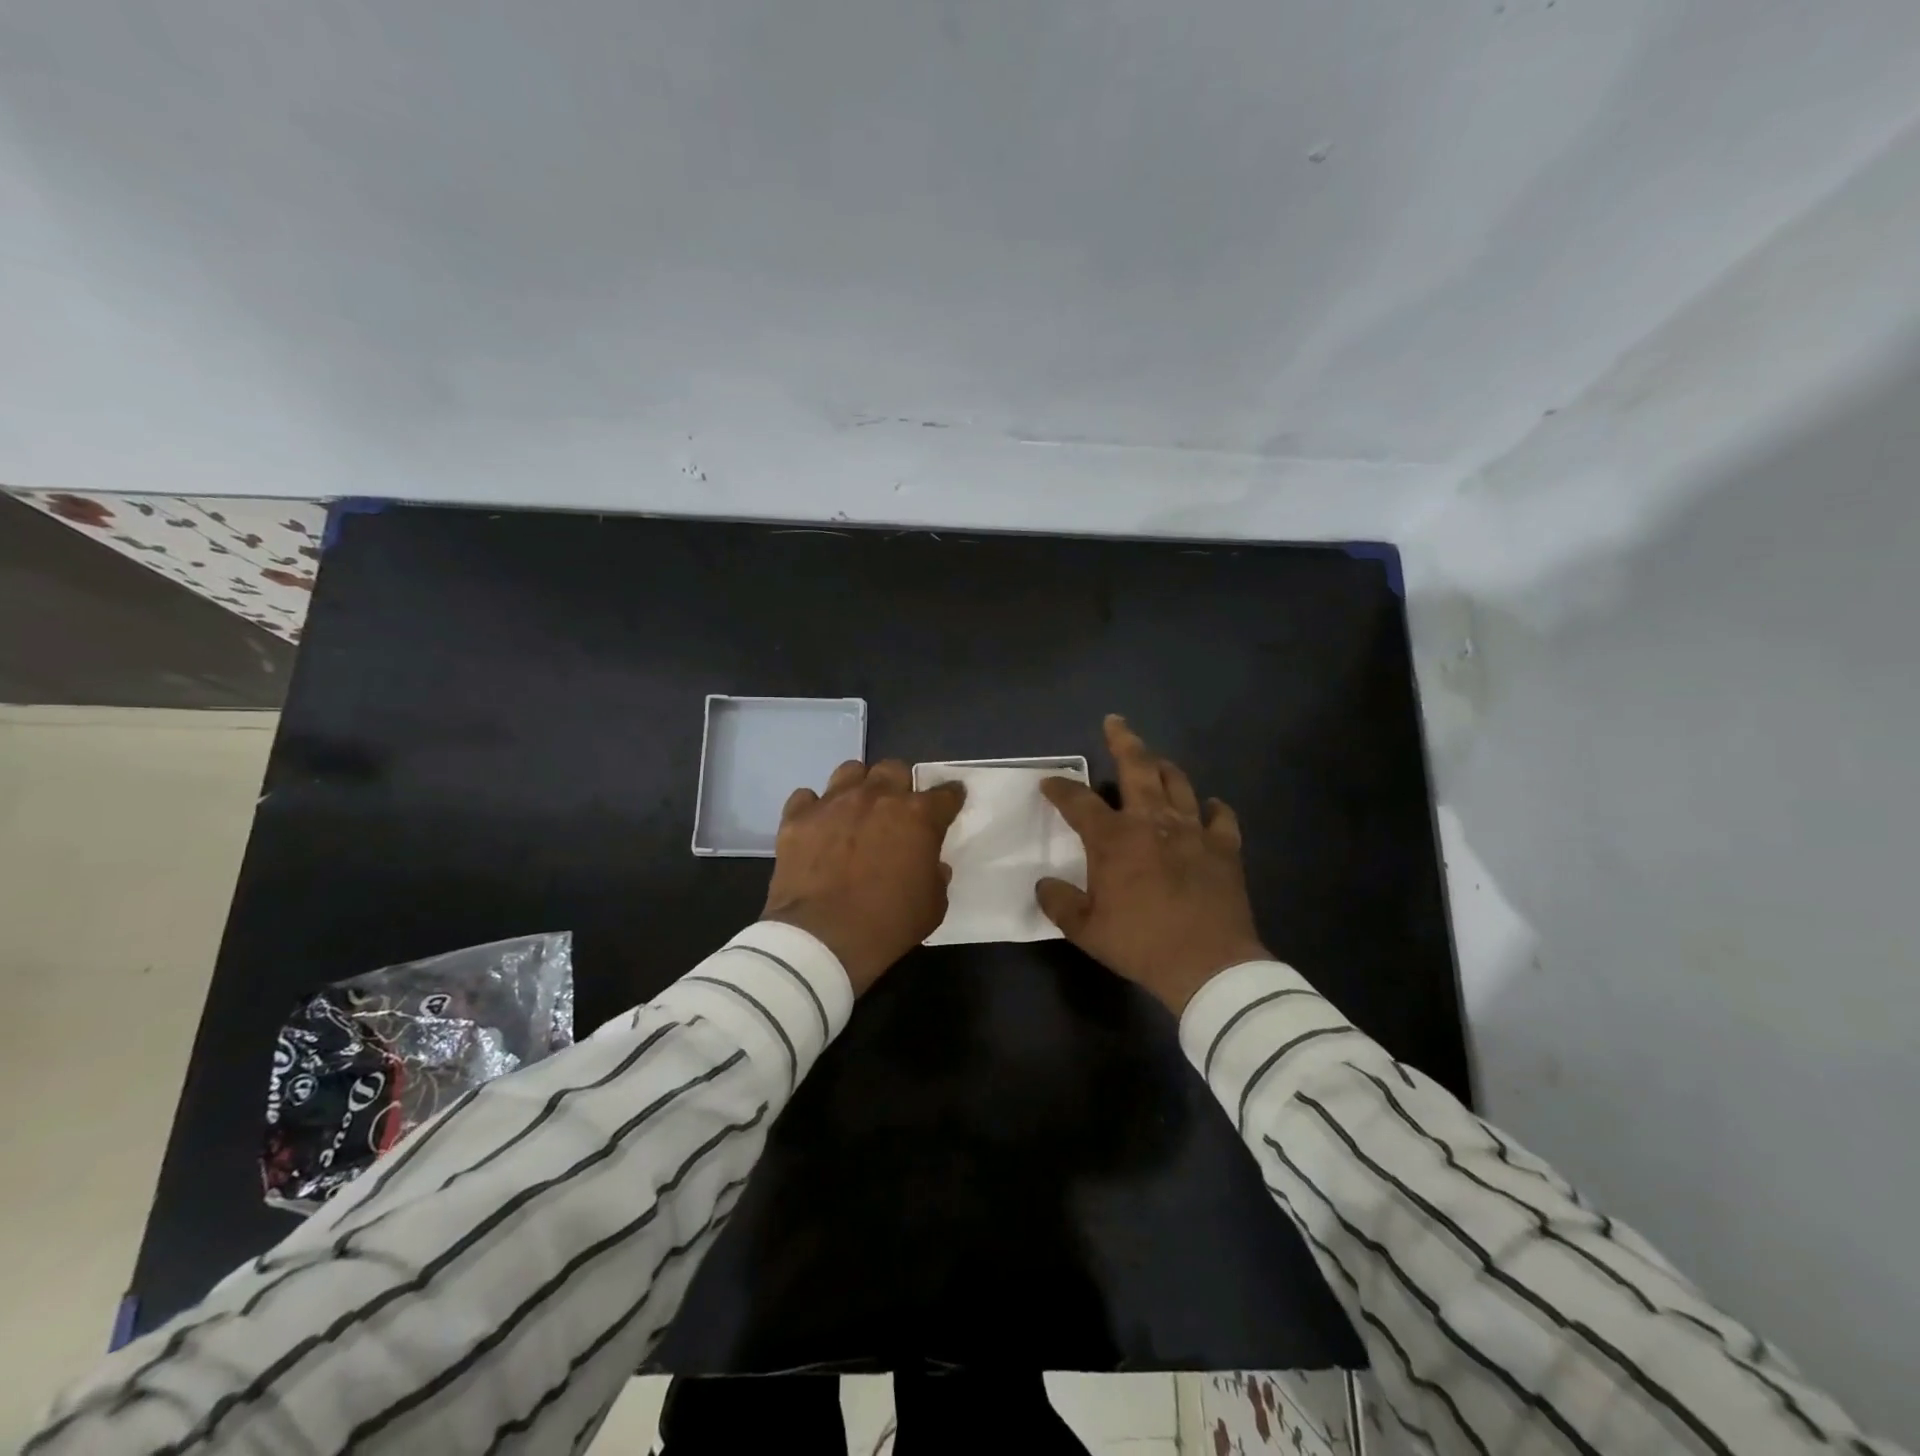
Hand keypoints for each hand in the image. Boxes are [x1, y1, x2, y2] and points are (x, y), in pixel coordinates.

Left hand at [763, 759, 965, 993]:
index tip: (951, 801)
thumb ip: (936, 876)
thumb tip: (932, 864)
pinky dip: (814, 808)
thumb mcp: (932, 907)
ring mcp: (833, 802)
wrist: (821, 939)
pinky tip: (817, 826)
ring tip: (856, 809)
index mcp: (918, 816)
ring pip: (850, 771)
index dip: (951, 797)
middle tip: (896, 810)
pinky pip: (806, 797)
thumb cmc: (887, 925)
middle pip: (894, 769)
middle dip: (899, 785)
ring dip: (858, 786)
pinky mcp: (797, 817)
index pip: (945, 794)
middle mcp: (877, 797)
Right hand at [1037, 716, 1269, 1013]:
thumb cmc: (1140, 943)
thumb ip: (1059, 903)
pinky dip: (1213, 808)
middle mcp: (1152, 822)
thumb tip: (1044, 884)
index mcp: (1114, 839)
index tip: (1049, 782)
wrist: (1208, 964)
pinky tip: (1210, 806)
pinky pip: (1221, 817)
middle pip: (1137, 768)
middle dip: (1123, 741)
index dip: (1060, 788)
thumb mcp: (1085, 930)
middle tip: (1115, 723)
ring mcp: (1193, 831)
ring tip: (1156, 760)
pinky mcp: (1225, 848)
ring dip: (1164, 767)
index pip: (1079, 802)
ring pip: (1179, 783)